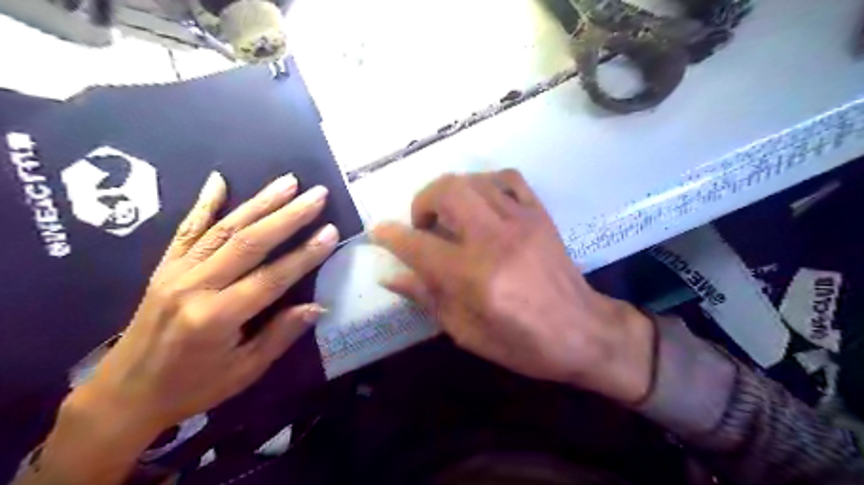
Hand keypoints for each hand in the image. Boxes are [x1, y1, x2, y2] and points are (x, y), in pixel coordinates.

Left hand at [63, 173, 338, 439]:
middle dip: (288, 216)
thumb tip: (317, 307)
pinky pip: (186, 229)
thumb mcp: (244, 372)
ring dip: (259, 202)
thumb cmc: (192, 388)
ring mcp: (176, 272)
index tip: (331, 231)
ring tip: (288, 182)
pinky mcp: (164, 267)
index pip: (272, 278)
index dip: (305, 255)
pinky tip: (219, 179)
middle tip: (317, 194)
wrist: (124, 395)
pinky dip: (204, 203)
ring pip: (224, 229)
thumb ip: (280, 335)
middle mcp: (195, 287)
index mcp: (217, 317)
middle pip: (250, 242)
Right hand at [374, 170, 655, 401]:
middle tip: (422, 223)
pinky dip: (485, 183)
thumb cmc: (523, 342)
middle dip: (422, 200)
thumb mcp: (467, 333)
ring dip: (450, 191)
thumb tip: (391, 277)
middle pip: (447, 191)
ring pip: (473, 180)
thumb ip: (427, 298)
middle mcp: (494, 239)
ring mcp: (521, 220)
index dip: (391, 235)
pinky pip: (508, 178)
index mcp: (473, 276)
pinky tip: (482, 202)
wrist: (583, 331)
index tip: (379, 231)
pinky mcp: (539, 214)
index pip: (418, 245)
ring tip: (450, 214)